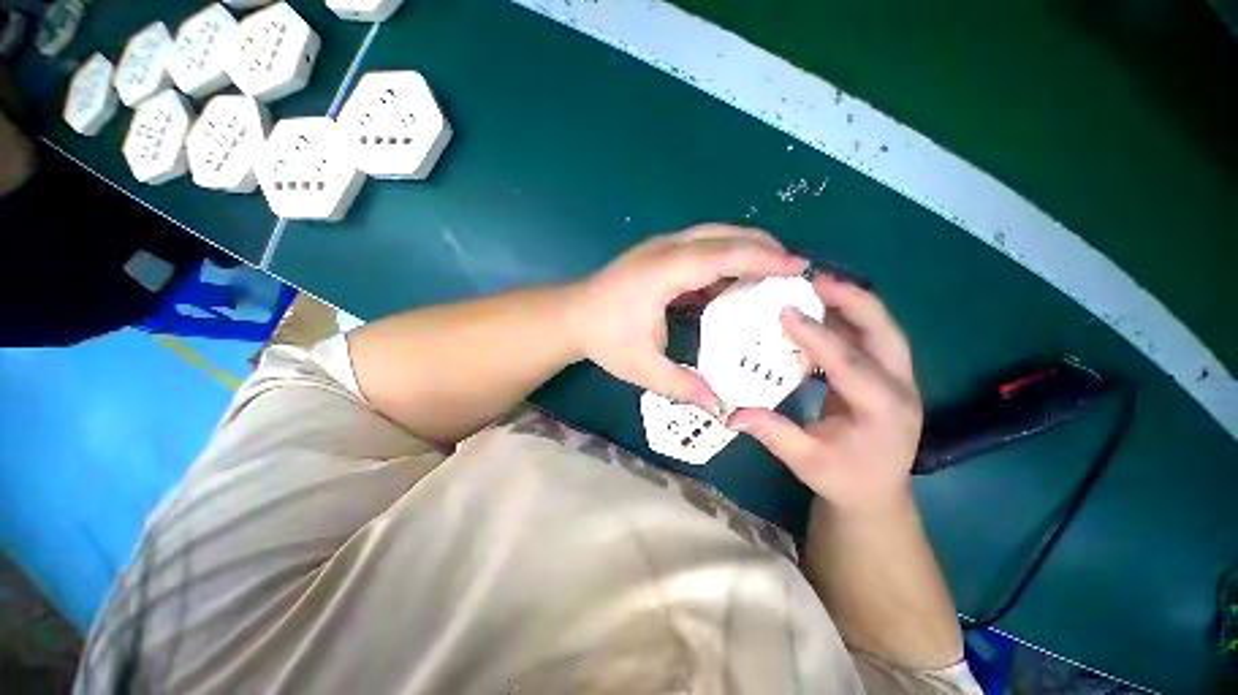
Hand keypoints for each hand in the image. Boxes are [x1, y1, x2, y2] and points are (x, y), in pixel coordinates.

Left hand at [568, 224, 804, 411]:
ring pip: (712, 235)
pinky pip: (700, 248)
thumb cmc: (603, 339)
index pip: (721, 256)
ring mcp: (660, 249)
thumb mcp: (641, 368)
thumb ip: (682, 385)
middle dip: (762, 247)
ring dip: (745, 247)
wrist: (571, 316)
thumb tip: (721, 408)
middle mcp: (664, 250)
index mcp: (661, 273)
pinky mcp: (659, 256)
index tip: (799, 267)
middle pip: (722, 235)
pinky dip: (725, 259)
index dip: (762, 260)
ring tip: (773, 271)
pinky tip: (737, 281)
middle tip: (794, 269)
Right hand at [730, 275, 921, 513]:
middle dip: (849, 300)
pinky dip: (847, 317)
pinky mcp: (889, 375)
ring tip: (815, 285)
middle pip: (883, 331)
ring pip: (881, 328)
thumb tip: (732, 414)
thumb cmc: (843, 479)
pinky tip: (820, 310)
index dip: (816, 335)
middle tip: (812, 279)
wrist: (877, 494)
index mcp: (883, 411)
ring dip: (850, 302)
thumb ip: (772, 434)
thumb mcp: (805, 461)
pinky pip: (870, 337)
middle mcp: (901, 387)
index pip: (849, 364)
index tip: (785, 310)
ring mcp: (900, 378)